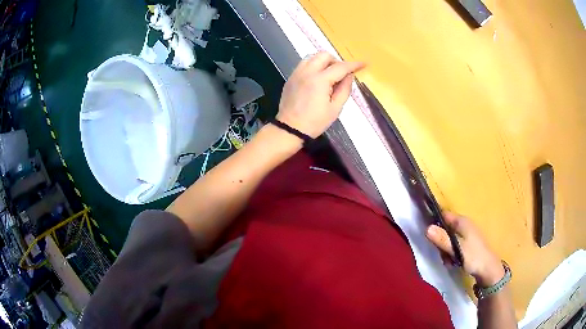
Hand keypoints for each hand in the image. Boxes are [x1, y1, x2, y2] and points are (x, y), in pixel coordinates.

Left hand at [276, 52, 365, 137]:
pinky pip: (304, 64)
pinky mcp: (291, 77)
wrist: (290, 129)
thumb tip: (349, 76)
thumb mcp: (335, 109)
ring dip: (324, 61)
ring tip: (329, 75)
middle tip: (342, 73)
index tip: (363, 64)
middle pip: (324, 55)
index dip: (354, 64)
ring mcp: (297, 73)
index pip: (340, 67)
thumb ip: (344, 89)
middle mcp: (307, 72)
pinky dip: (314, 66)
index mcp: (320, 80)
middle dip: (336, 61)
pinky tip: (317, 78)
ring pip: (313, 57)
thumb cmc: (315, 122)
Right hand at [426, 212, 504, 286]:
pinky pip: (454, 246)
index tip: (426, 233)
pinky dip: (451, 254)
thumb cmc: (473, 256)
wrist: (488, 269)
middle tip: (440, 253)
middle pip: (445, 228)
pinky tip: (452, 262)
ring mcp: (466, 235)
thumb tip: (426, 228)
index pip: (444, 215)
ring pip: (448, 239)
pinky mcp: (467, 245)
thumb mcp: (457, 248)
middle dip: (440, 241)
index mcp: (462, 221)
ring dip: (445, 250)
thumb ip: (442, 239)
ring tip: (448, 261)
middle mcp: (464, 225)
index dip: (434, 221)